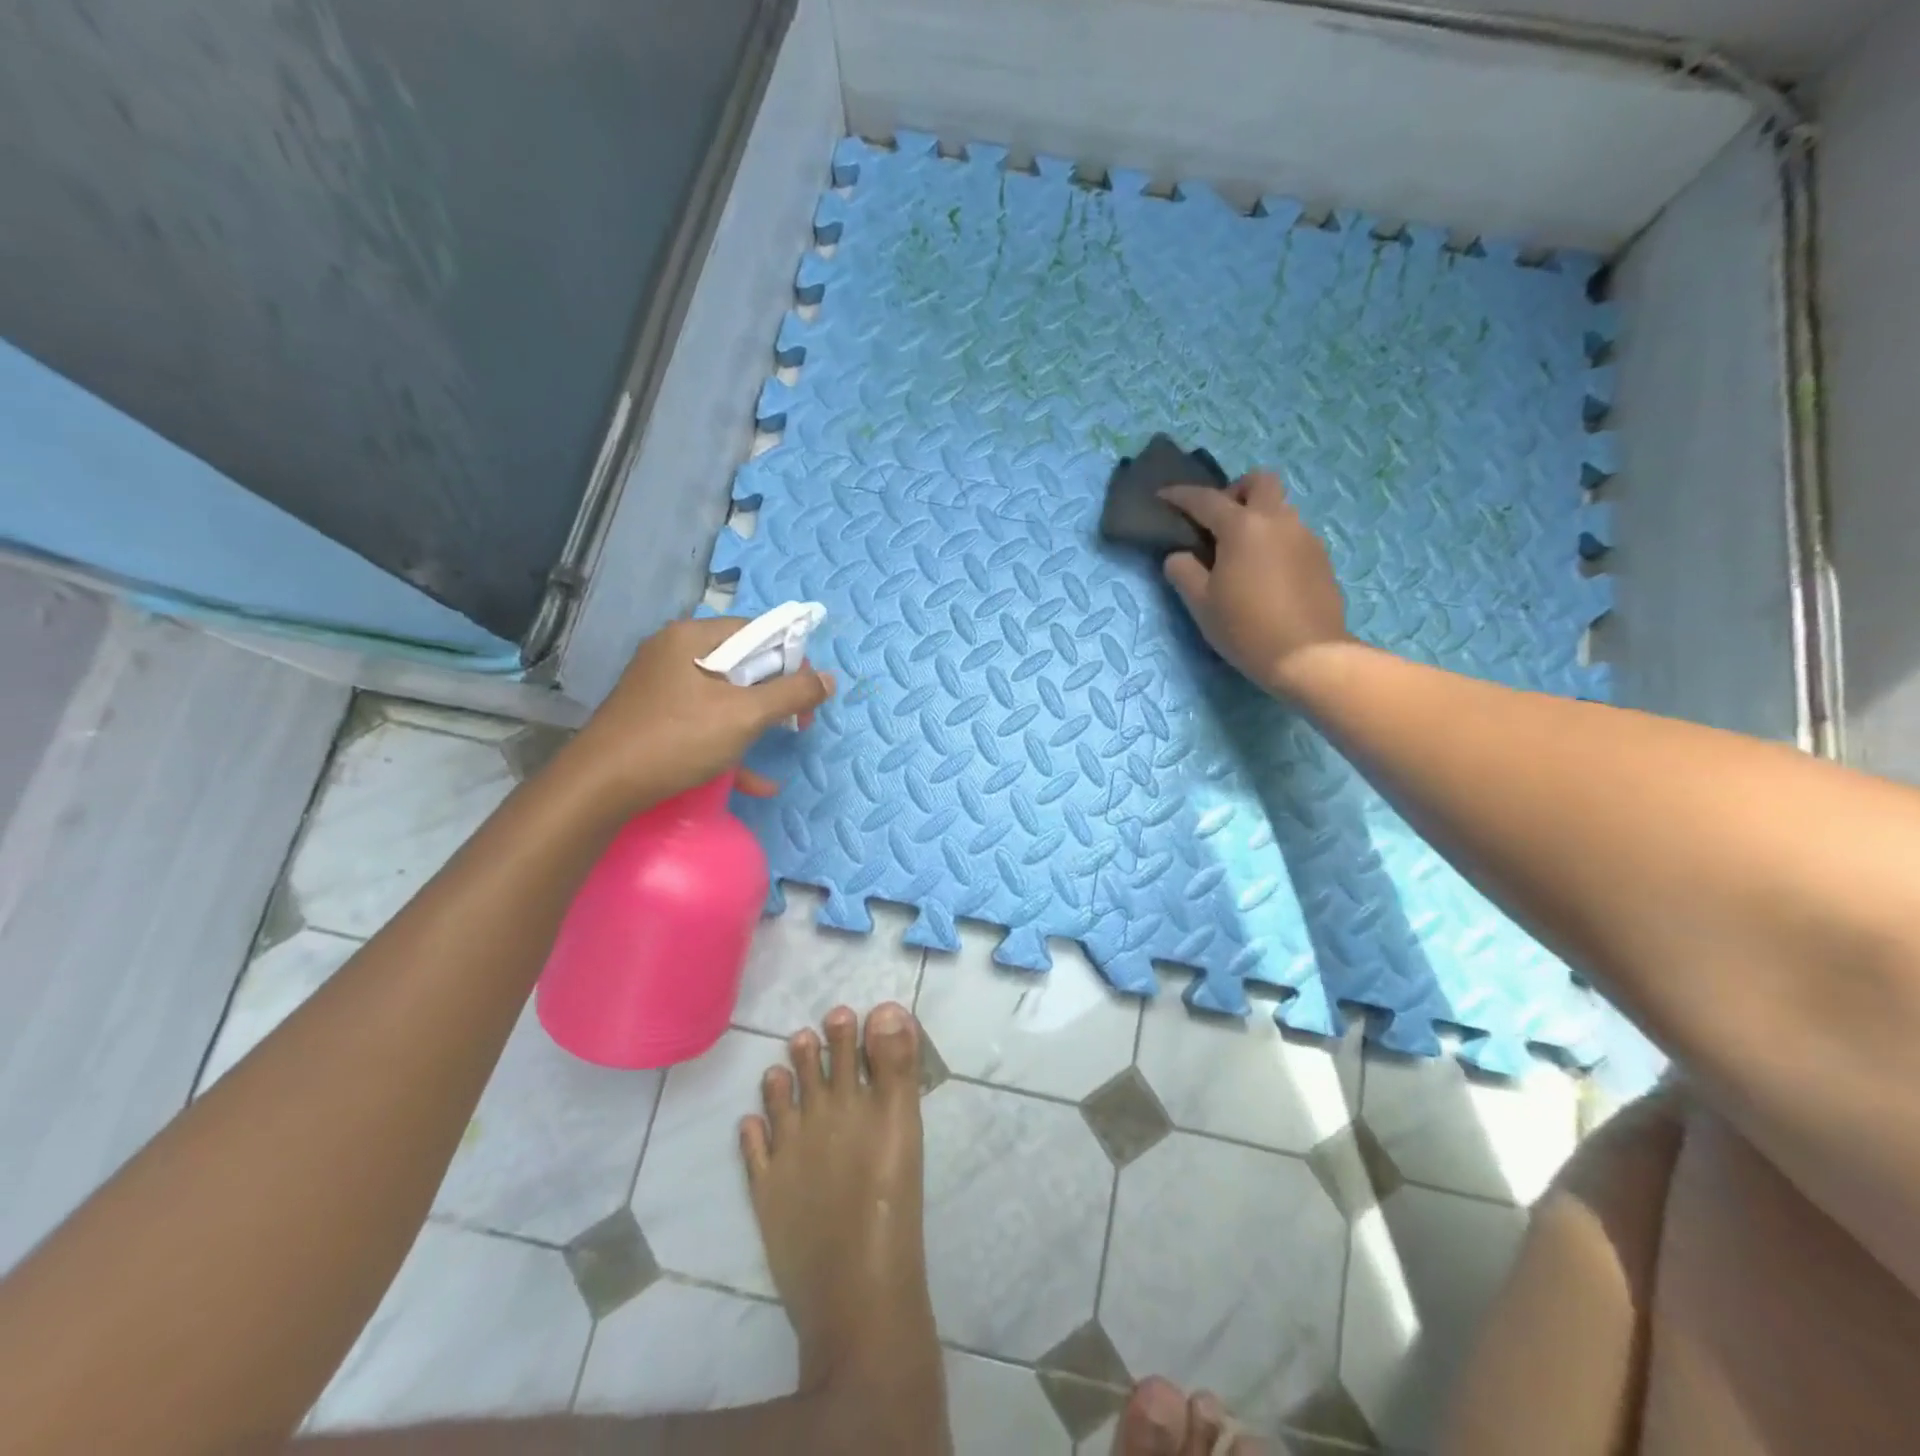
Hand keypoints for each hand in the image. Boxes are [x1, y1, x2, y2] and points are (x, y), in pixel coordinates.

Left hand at [568, 617, 834, 811]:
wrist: (600, 788)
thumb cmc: (677, 739)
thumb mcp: (744, 715)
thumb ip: (791, 694)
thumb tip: (828, 679)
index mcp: (692, 637)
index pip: (756, 630)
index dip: (790, 657)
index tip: (808, 693)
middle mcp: (675, 653)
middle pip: (742, 663)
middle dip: (776, 692)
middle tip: (799, 721)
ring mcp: (662, 688)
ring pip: (725, 695)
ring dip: (758, 720)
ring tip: (785, 740)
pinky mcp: (656, 719)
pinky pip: (705, 722)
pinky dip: (731, 744)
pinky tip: (758, 781)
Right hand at [1160, 472, 1351, 695]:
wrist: (1308, 655)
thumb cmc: (1245, 628)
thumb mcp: (1201, 604)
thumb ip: (1183, 571)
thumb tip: (1179, 555)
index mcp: (1243, 526)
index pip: (1205, 499)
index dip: (1180, 496)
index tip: (1163, 496)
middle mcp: (1278, 520)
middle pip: (1259, 481)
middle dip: (1235, 491)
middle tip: (1217, 522)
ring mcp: (1305, 536)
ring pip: (1279, 508)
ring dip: (1257, 517)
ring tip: (1240, 553)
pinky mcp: (1320, 558)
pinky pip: (1293, 534)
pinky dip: (1274, 540)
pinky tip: (1264, 573)